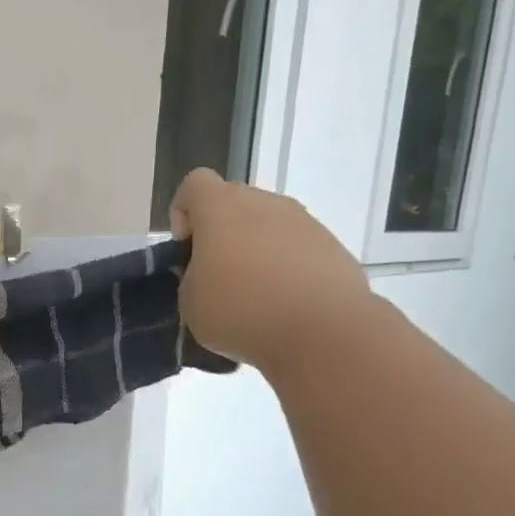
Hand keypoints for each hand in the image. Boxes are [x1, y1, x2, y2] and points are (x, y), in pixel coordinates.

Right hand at [169, 169, 370, 368]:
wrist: (321, 331)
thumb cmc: (241, 311)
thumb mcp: (190, 303)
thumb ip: (191, 277)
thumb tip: (207, 271)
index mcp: (221, 208)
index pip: (195, 184)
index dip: (184, 213)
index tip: (187, 251)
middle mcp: (263, 202)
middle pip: (233, 203)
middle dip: (221, 234)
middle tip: (217, 277)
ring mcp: (302, 221)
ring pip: (267, 225)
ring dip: (255, 250)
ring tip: (255, 295)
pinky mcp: (330, 245)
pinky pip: (296, 247)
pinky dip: (285, 267)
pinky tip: (284, 303)